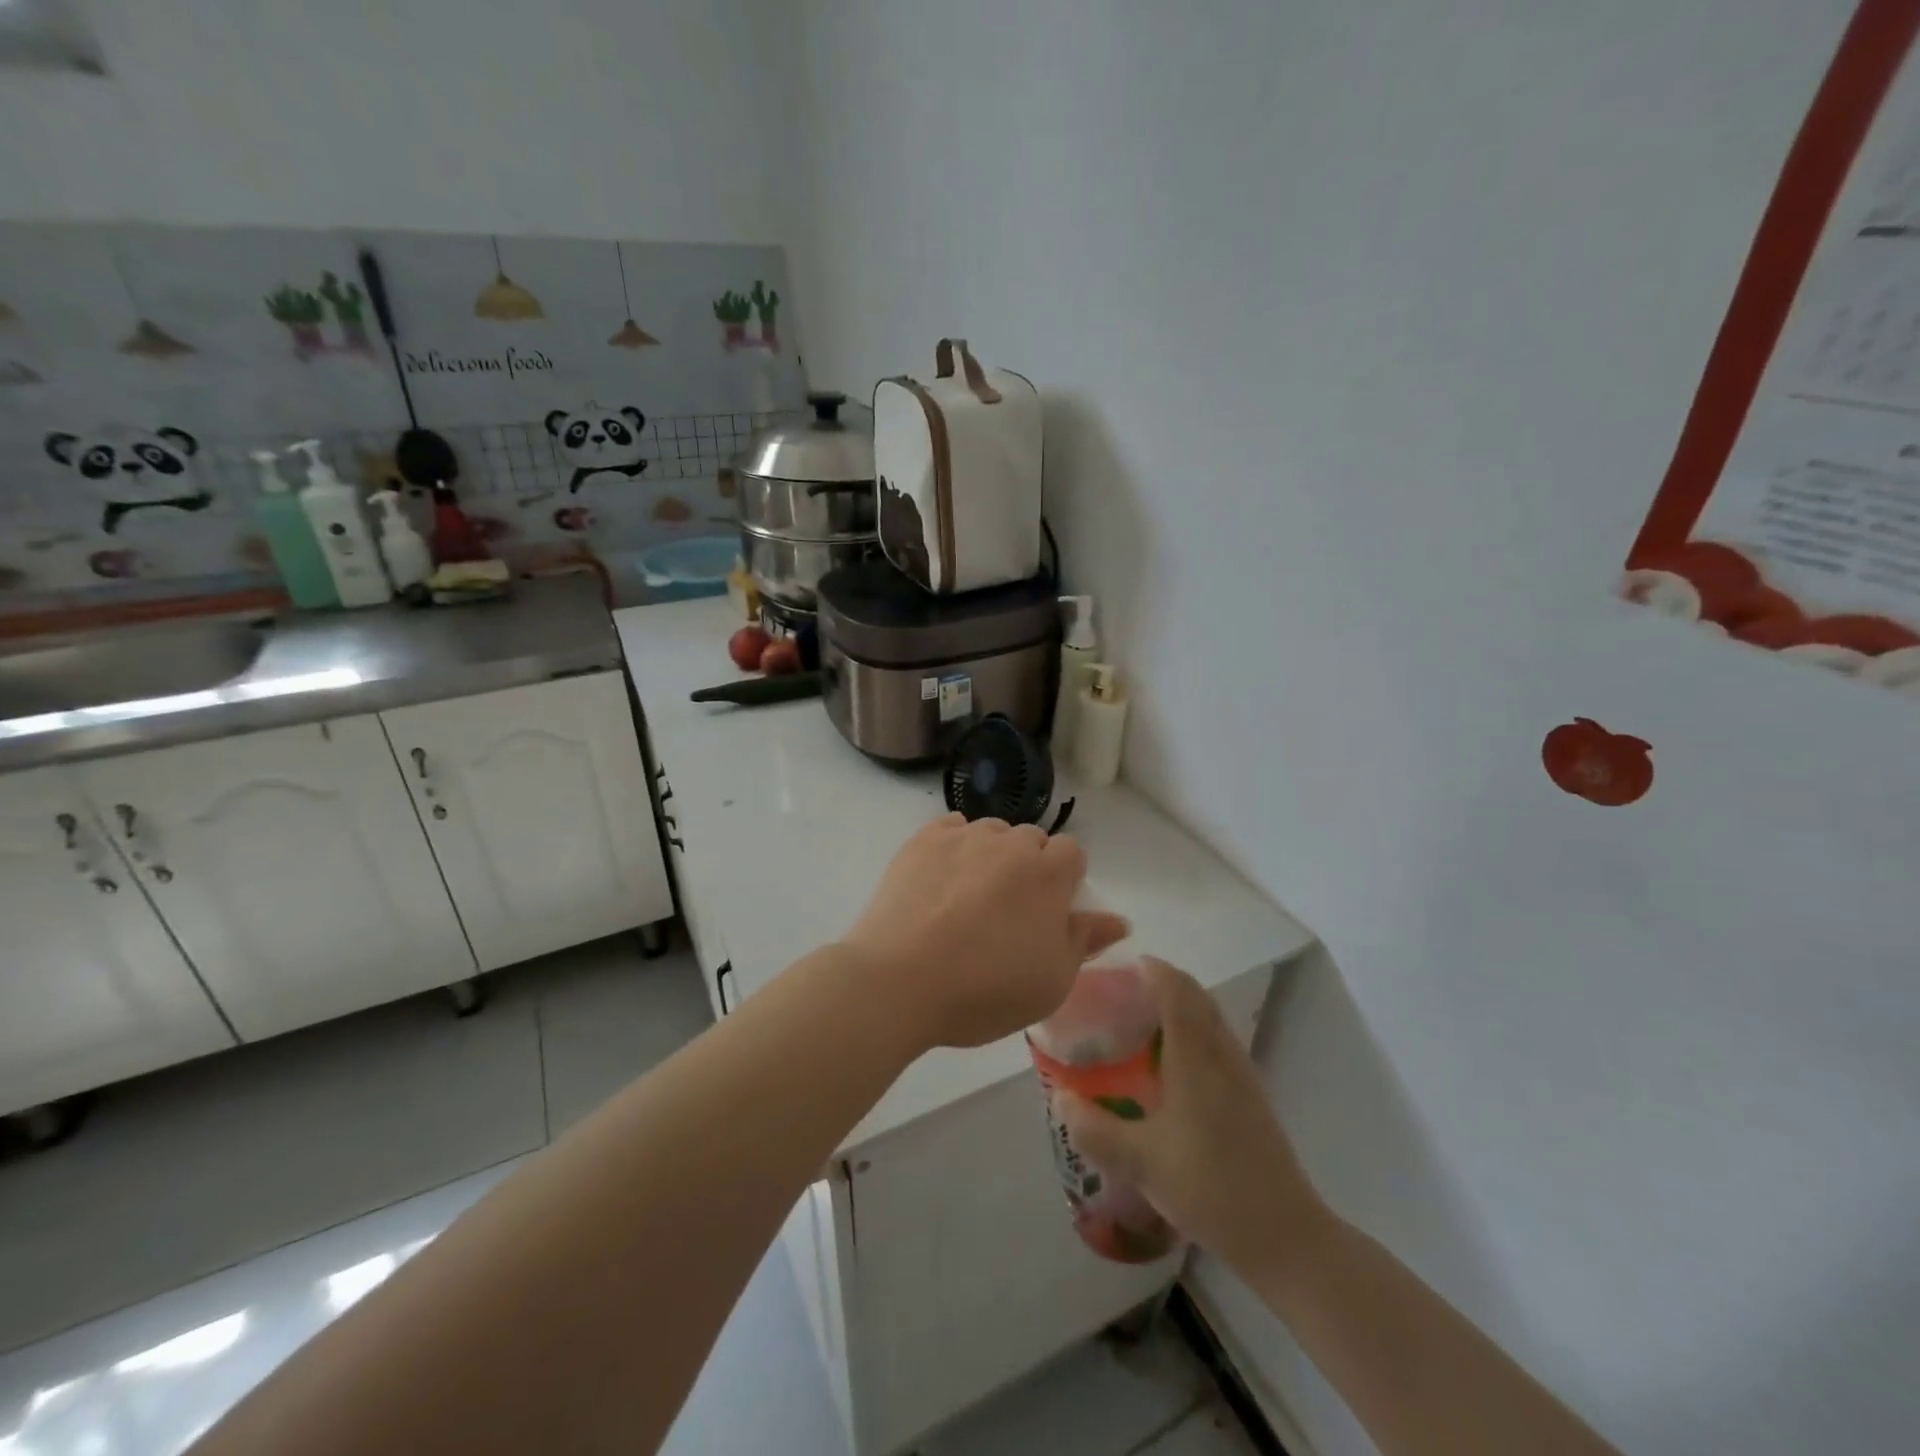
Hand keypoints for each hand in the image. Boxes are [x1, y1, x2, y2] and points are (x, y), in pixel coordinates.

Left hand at [840, 814, 1129, 1050]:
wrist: (899, 982)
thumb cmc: (985, 990)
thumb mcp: (1051, 982)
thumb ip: (1085, 941)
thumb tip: (1118, 919)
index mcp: (1048, 873)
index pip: (1073, 852)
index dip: (1065, 880)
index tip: (1048, 913)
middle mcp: (1009, 843)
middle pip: (1031, 840)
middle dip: (1028, 867)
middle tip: (1007, 913)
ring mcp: (962, 837)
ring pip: (990, 832)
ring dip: (991, 855)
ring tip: (969, 898)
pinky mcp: (922, 841)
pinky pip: (951, 828)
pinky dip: (954, 846)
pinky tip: (941, 879)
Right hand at [1056, 958, 1328, 1278]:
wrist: (1285, 1235)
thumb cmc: (1209, 1187)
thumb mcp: (1140, 1162)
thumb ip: (1094, 1129)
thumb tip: (1059, 1098)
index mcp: (1196, 1058)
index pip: (1177, 990)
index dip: (1153, 969)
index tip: (1121, 965)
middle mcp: (1222, 1055)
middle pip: (1197, 997)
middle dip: (1163, 983)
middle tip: (1123, 993)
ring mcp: (1242, 1075)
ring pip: (1211, 1019)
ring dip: (1181, 1006)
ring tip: (1142, 1022)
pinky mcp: (1252, 1097)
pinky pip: (1219, 1042)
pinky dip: (1194, 1032)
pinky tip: (1173, 1066)